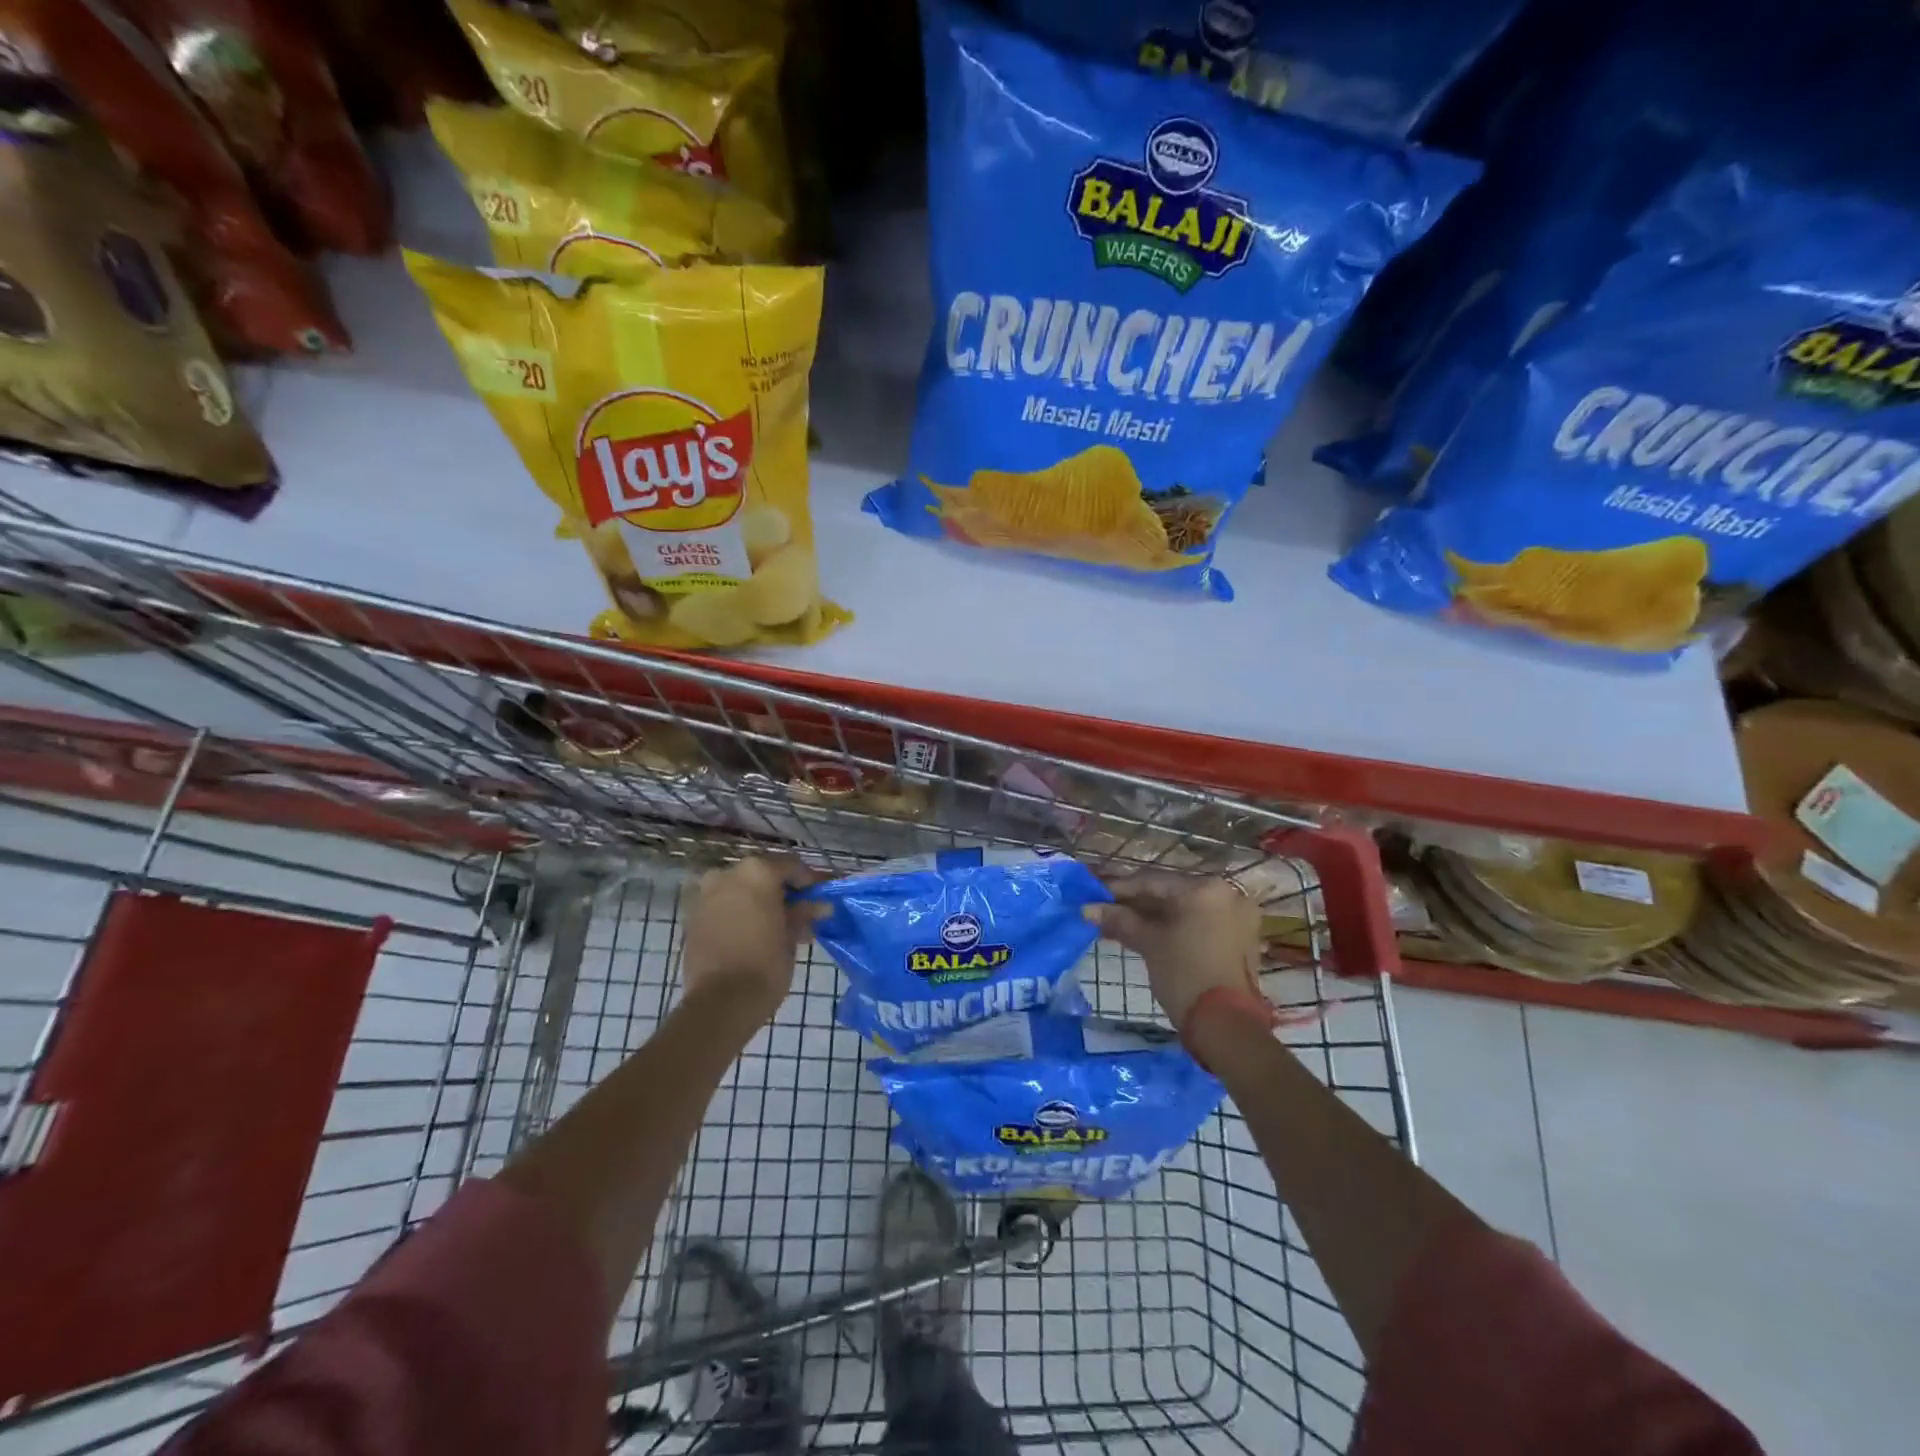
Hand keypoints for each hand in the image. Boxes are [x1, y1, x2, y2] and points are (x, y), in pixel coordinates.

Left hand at [679, 856, 820, 1023]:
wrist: (720, 1002)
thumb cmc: (765, 964)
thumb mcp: (791, 937)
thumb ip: (803, 914)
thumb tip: (820, 905)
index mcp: (758, 871)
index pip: (791, 866)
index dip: (808, 881)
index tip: (819, 898)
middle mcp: (728, 873)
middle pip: (763, 874)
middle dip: (782, 892)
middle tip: (799, 914)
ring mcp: (707, 894)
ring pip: (741, 889)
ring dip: (759, 902)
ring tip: (777, 927)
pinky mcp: (694, 916)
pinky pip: (724, 905)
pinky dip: (740, 912)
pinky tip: (754, 933)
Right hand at [1089, 873, 1262, 1028]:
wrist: (1226, 1026)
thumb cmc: (1184, 975)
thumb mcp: (1149, 943)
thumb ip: (1119, 920)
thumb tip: (1087, 909)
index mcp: (1205, 888)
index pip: (1152, 880)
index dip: (1119, 888)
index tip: (1093, 896)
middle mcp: (1226, 893)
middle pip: (1169, 893)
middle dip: (1135, 904)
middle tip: (1104, 911)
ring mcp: (1236, 916)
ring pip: (1183, 909)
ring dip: (1151, 917)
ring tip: (1117, 925)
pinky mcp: (1239, 938)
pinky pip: (1197, 922)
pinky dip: (1172, 927)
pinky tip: (1144, 935)